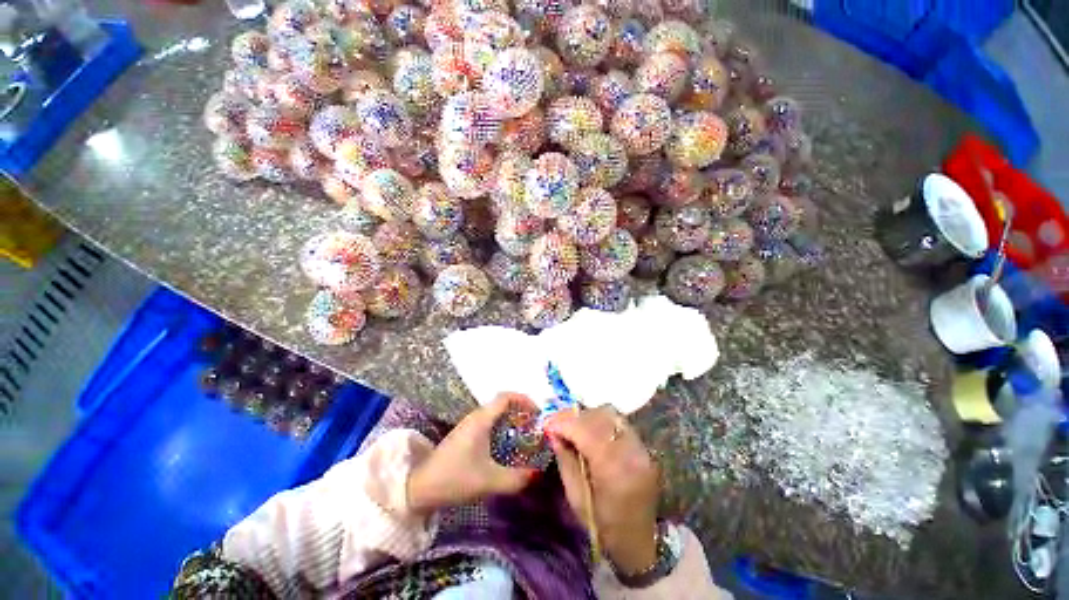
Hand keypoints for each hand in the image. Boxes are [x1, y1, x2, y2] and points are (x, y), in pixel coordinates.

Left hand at [407, 393, 537, 512]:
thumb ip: (516, 479)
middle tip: (535, 427)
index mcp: (481, 419)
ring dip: (512, 420)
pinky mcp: (465, 435)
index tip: (538, 413)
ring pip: (496, 414)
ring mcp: (469, 425)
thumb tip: (537, 474)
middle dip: (521, 412)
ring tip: (525, 436)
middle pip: (503, 404)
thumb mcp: (489, 481)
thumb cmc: (455, 478)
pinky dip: (503, 428)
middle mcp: (476, 417)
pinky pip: (490, 423)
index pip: (506, 397)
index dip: (524, 400)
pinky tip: (507, 446)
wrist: (419, 488)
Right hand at [546, 406, 660, 573]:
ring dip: (588, 416)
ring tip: (573, 426)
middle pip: (600, 417)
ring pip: (611, 414)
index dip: (564, 423)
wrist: (639, 541)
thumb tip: (553, 432)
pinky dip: (601, 421)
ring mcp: (641, 447)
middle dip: (575, 417)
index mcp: (614, 470)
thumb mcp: (576, 497)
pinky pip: (619, 422)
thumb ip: (565, 460)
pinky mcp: (644, 447)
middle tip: (558, 423)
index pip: (586, 431)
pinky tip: (590, 430)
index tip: (548, 424)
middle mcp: (631, 452)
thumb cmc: (602, 525)